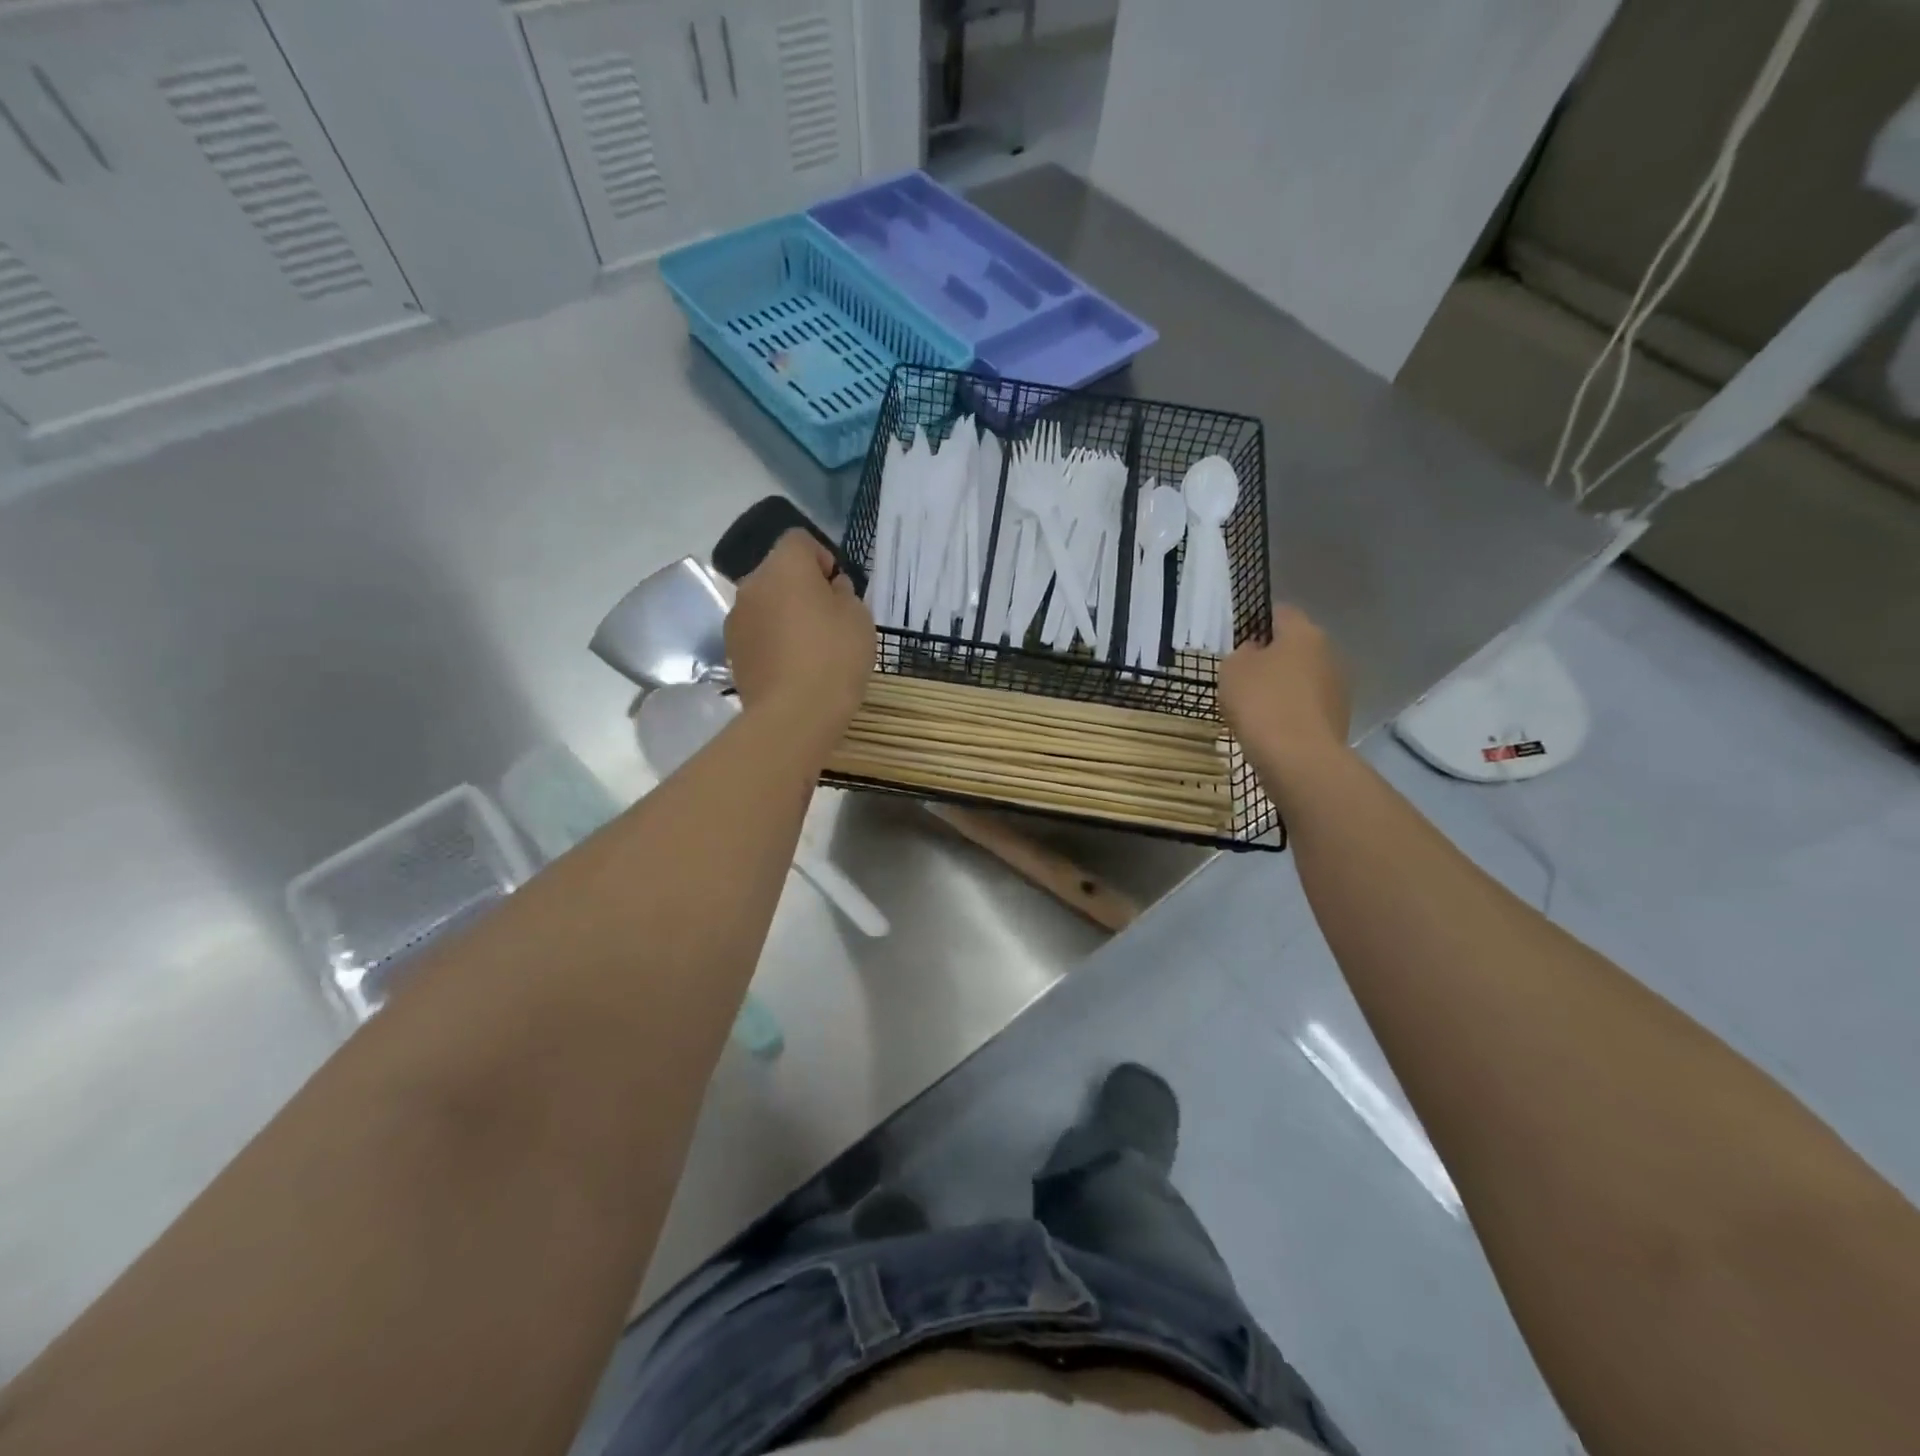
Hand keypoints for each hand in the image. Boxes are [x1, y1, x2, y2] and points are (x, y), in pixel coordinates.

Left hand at [725, 531, 873, 740]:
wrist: (793, 715)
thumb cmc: (834, 657)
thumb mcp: (858, 618)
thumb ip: (844, 594)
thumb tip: (831, 589)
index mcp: (784, 566)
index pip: (799, 540)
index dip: (822, 558)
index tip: (839, 589)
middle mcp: (751, 585)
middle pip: (778, 573)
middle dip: (801, 588)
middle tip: (829, 620)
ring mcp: (736, 620)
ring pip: (766, 604)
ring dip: (785, 615)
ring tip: (810, 648)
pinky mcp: (732, 652)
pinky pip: (758, 634)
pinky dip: (773, 641)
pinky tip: (793, 668)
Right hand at [1219, 606, 1350, 774]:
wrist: (1298, 757)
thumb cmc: (1261, 703)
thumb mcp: (1233, 669)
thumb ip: (1242, 653)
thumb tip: (1256, 651)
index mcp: (1303, 632)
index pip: (1281, 612)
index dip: (1259, 622)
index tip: (1240, 641)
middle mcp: (1329, 652)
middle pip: (1296, 646)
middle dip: (1273, 657)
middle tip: (1245, 677)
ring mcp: (1339, 686)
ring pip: (1304, 677)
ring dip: (1285, 686)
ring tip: (1257, 707)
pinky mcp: (1340, 716)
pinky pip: (1309, 704)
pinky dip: (1293, 710)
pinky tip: (1273, 727)